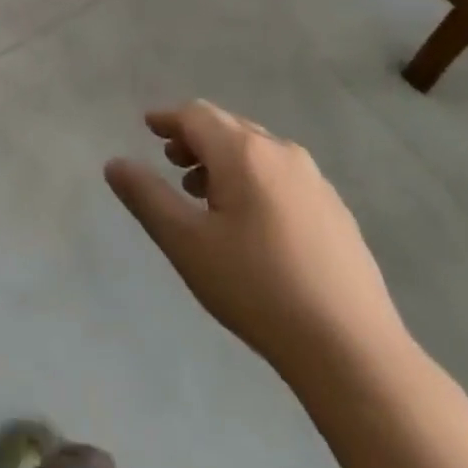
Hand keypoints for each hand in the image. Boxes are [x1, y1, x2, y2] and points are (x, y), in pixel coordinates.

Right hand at [105, 101, 407, 375]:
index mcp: (243, 153)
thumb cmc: (257, 288)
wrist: (353, 351)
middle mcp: (281, 153)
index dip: (168, 118)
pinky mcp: (337, 212)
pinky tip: (251, 222)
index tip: (148, 127)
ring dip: (224, 160)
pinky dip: (254, 179)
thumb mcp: (186, 243)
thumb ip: (146, 196)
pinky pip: (283, 176)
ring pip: (257, 151)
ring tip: (205, 195)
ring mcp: (315, 182)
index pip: (196, 115)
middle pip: (228, 127)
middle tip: (172, 161)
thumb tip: (115, 164)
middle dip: (195, 138)